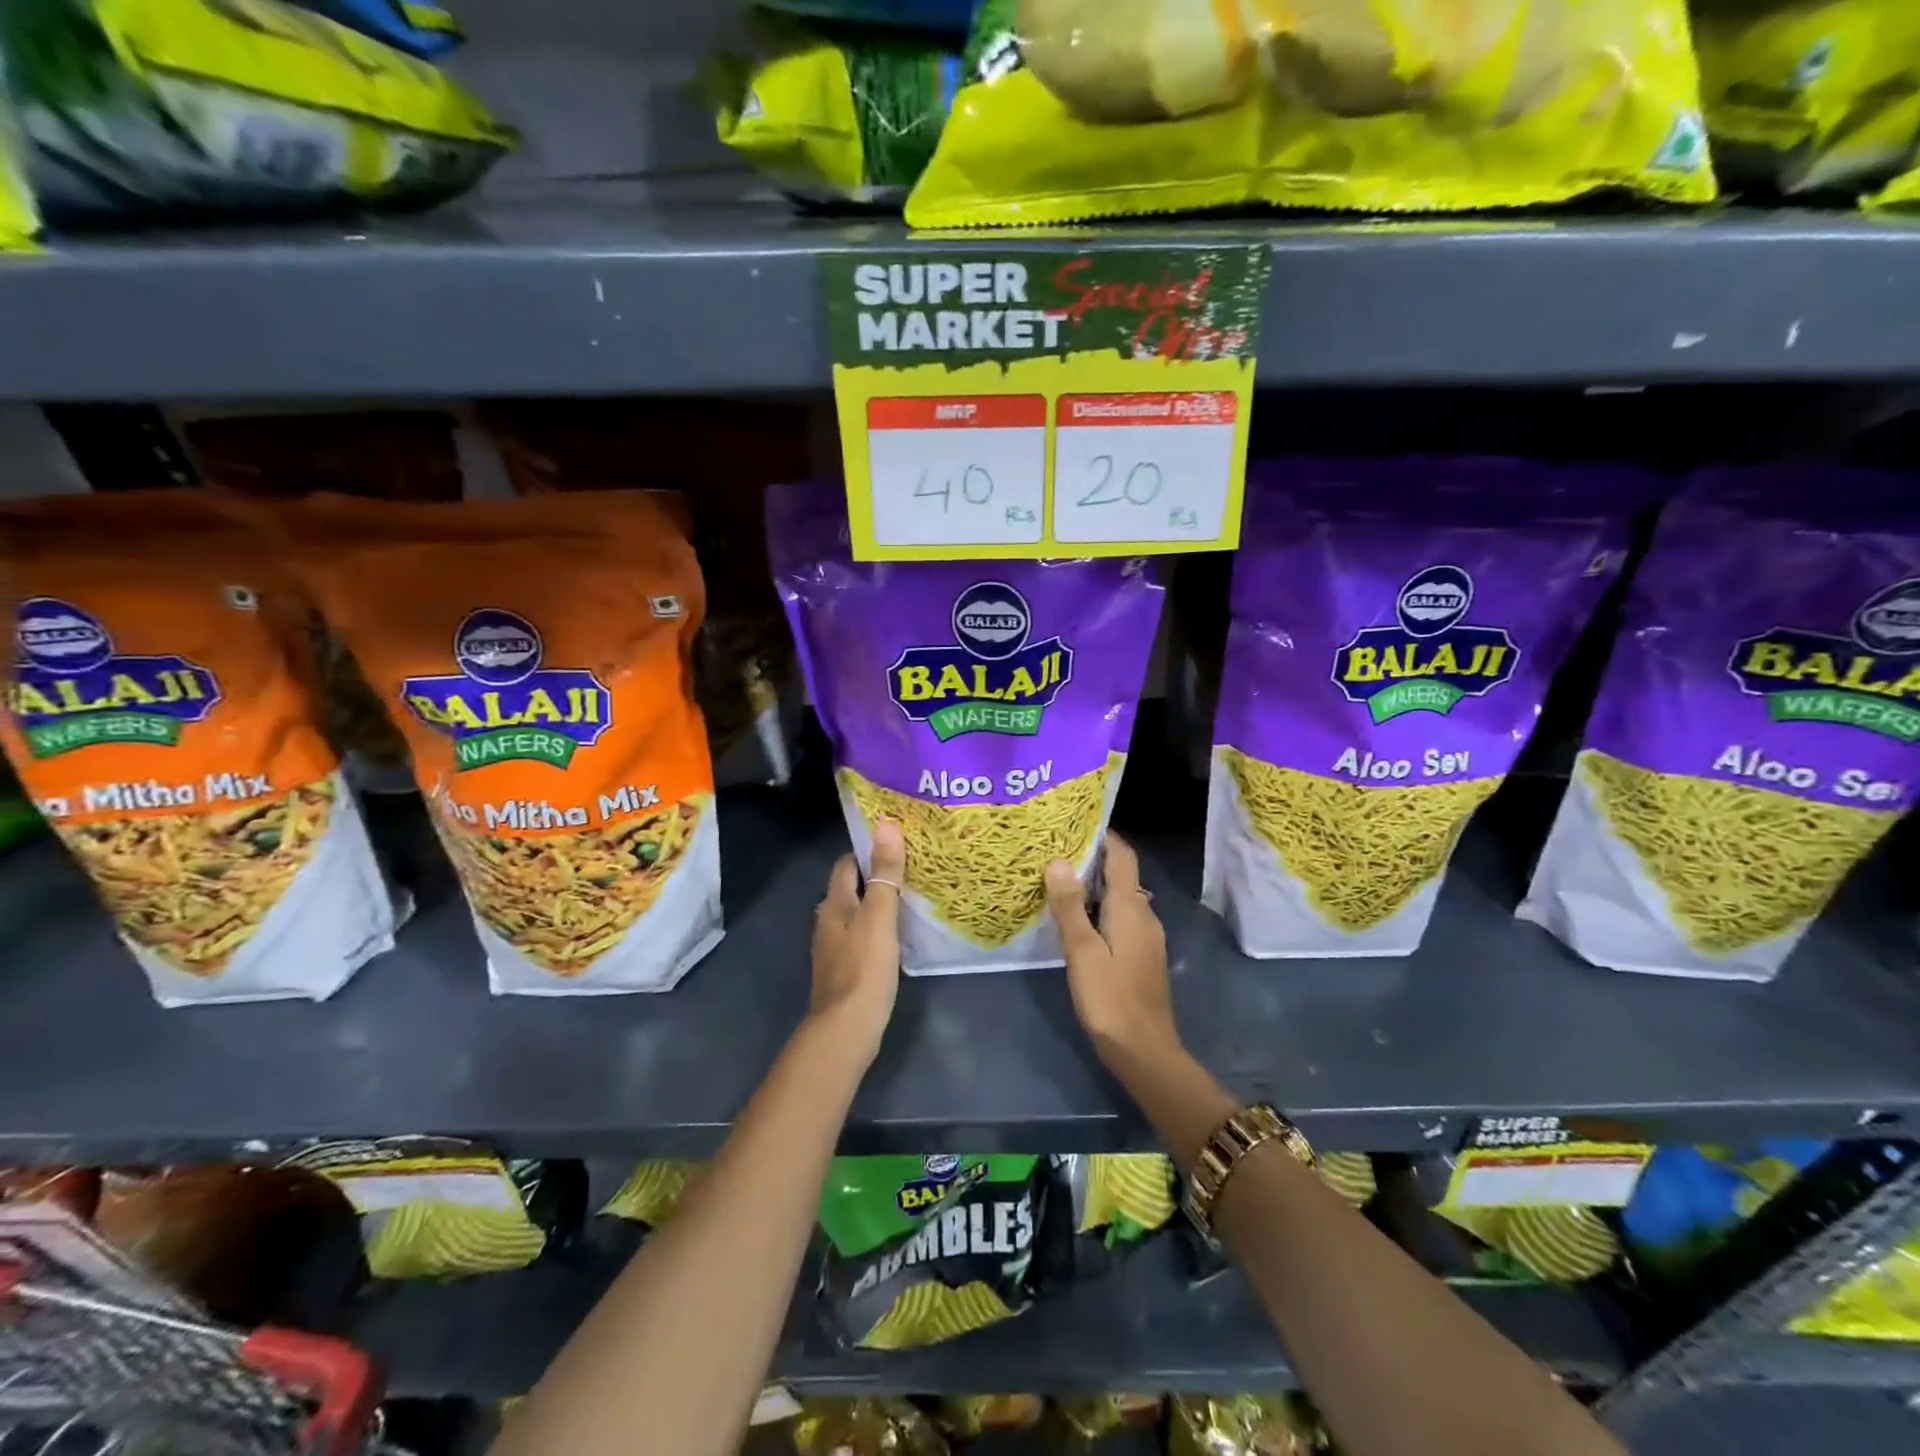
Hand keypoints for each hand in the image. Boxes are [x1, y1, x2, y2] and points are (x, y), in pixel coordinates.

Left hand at [810, 820, 905, 1062]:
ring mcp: (835, 948)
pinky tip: (899, 934)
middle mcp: (829, 922)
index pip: (846, 864)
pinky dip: (879, 928)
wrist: (846, 1030)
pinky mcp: (846, 970)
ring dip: (878, 903)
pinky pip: (862, 937)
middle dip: (876, 875)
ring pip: (857, 914)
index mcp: (833, 904)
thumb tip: (886, 825)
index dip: (867, 850)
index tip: (897, 842)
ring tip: (911, 896)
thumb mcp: (879, 916)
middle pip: (851, 888)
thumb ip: (884, 874)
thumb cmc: (864, 968)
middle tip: (912, 867)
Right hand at [1045, 832, 1177, 1067]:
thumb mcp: (1082, 951)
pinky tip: (1077, 919)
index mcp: (1130, 907)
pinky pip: (1121, 916)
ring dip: (1094, 884)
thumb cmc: (1111, 998)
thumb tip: (1057, 860)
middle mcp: (1143, 914)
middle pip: (1121, 874)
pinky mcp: (1141, 955)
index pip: (1122, 856)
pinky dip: (1100, 907)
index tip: (1074, 823)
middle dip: (1092, 858)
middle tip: (1055, 850)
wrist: (1145, 1052)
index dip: (1103, 836)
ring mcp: (1146, 936)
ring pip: (1120, 897)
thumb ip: (1069, 906)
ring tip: (1059, 879)